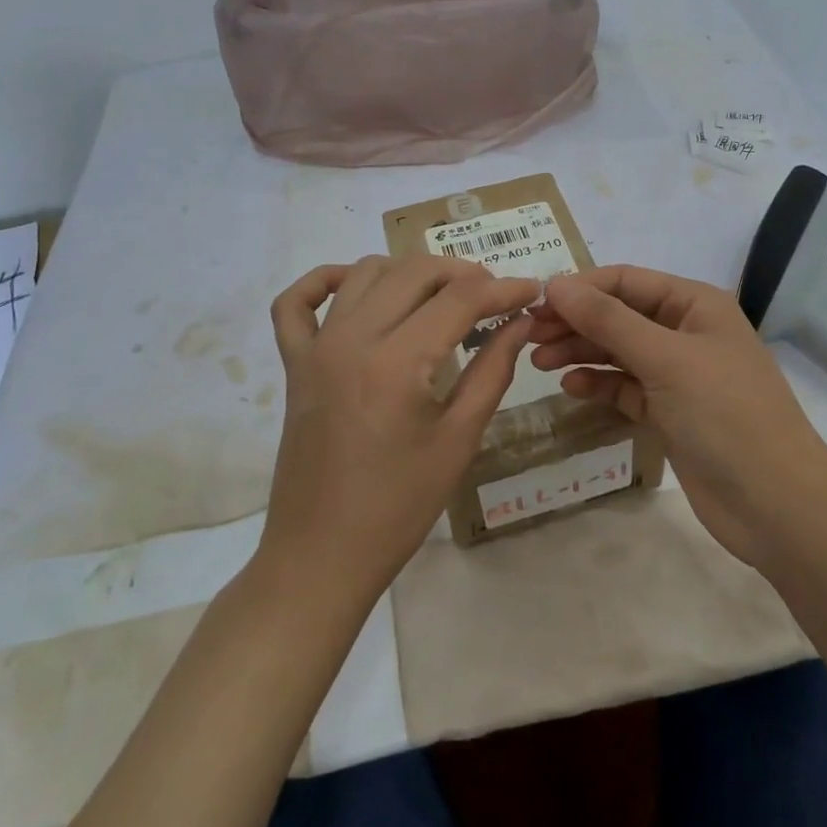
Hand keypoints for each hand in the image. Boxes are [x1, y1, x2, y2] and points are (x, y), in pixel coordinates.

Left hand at [260, 254, 540, 604]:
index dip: (504, 288)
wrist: (321, 554)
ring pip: (364, 273)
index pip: (460, 299)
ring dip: (408, 272)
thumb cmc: (399, 506)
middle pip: (414, 272)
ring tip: (441, 296)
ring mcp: (315, 347)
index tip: (533, 290)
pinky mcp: (294, 363)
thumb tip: (521, 321)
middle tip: (493, 295)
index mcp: (397, 363)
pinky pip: (295, 302)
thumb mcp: (459, 440)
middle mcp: (352, 339)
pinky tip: (356, 290)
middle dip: (462, 273)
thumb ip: (492, 370)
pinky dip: (324, 280)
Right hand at [527, 266, 826, 567]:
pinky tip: (570, 388)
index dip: (581, 288)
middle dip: (575, 322)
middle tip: (528, 337)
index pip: (627, 280)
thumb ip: (608, 320)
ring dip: (581, 353)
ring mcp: (678, 375)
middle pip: (619, 315)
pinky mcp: (670, 412)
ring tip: (539, 363)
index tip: (535, 303)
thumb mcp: (664, 359)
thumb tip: (556, 284)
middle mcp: (686, 332)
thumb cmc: (725, 415)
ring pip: (618, 352)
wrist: (776, 505)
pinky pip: (625, 387)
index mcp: (695, 305)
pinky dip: (599, 385)